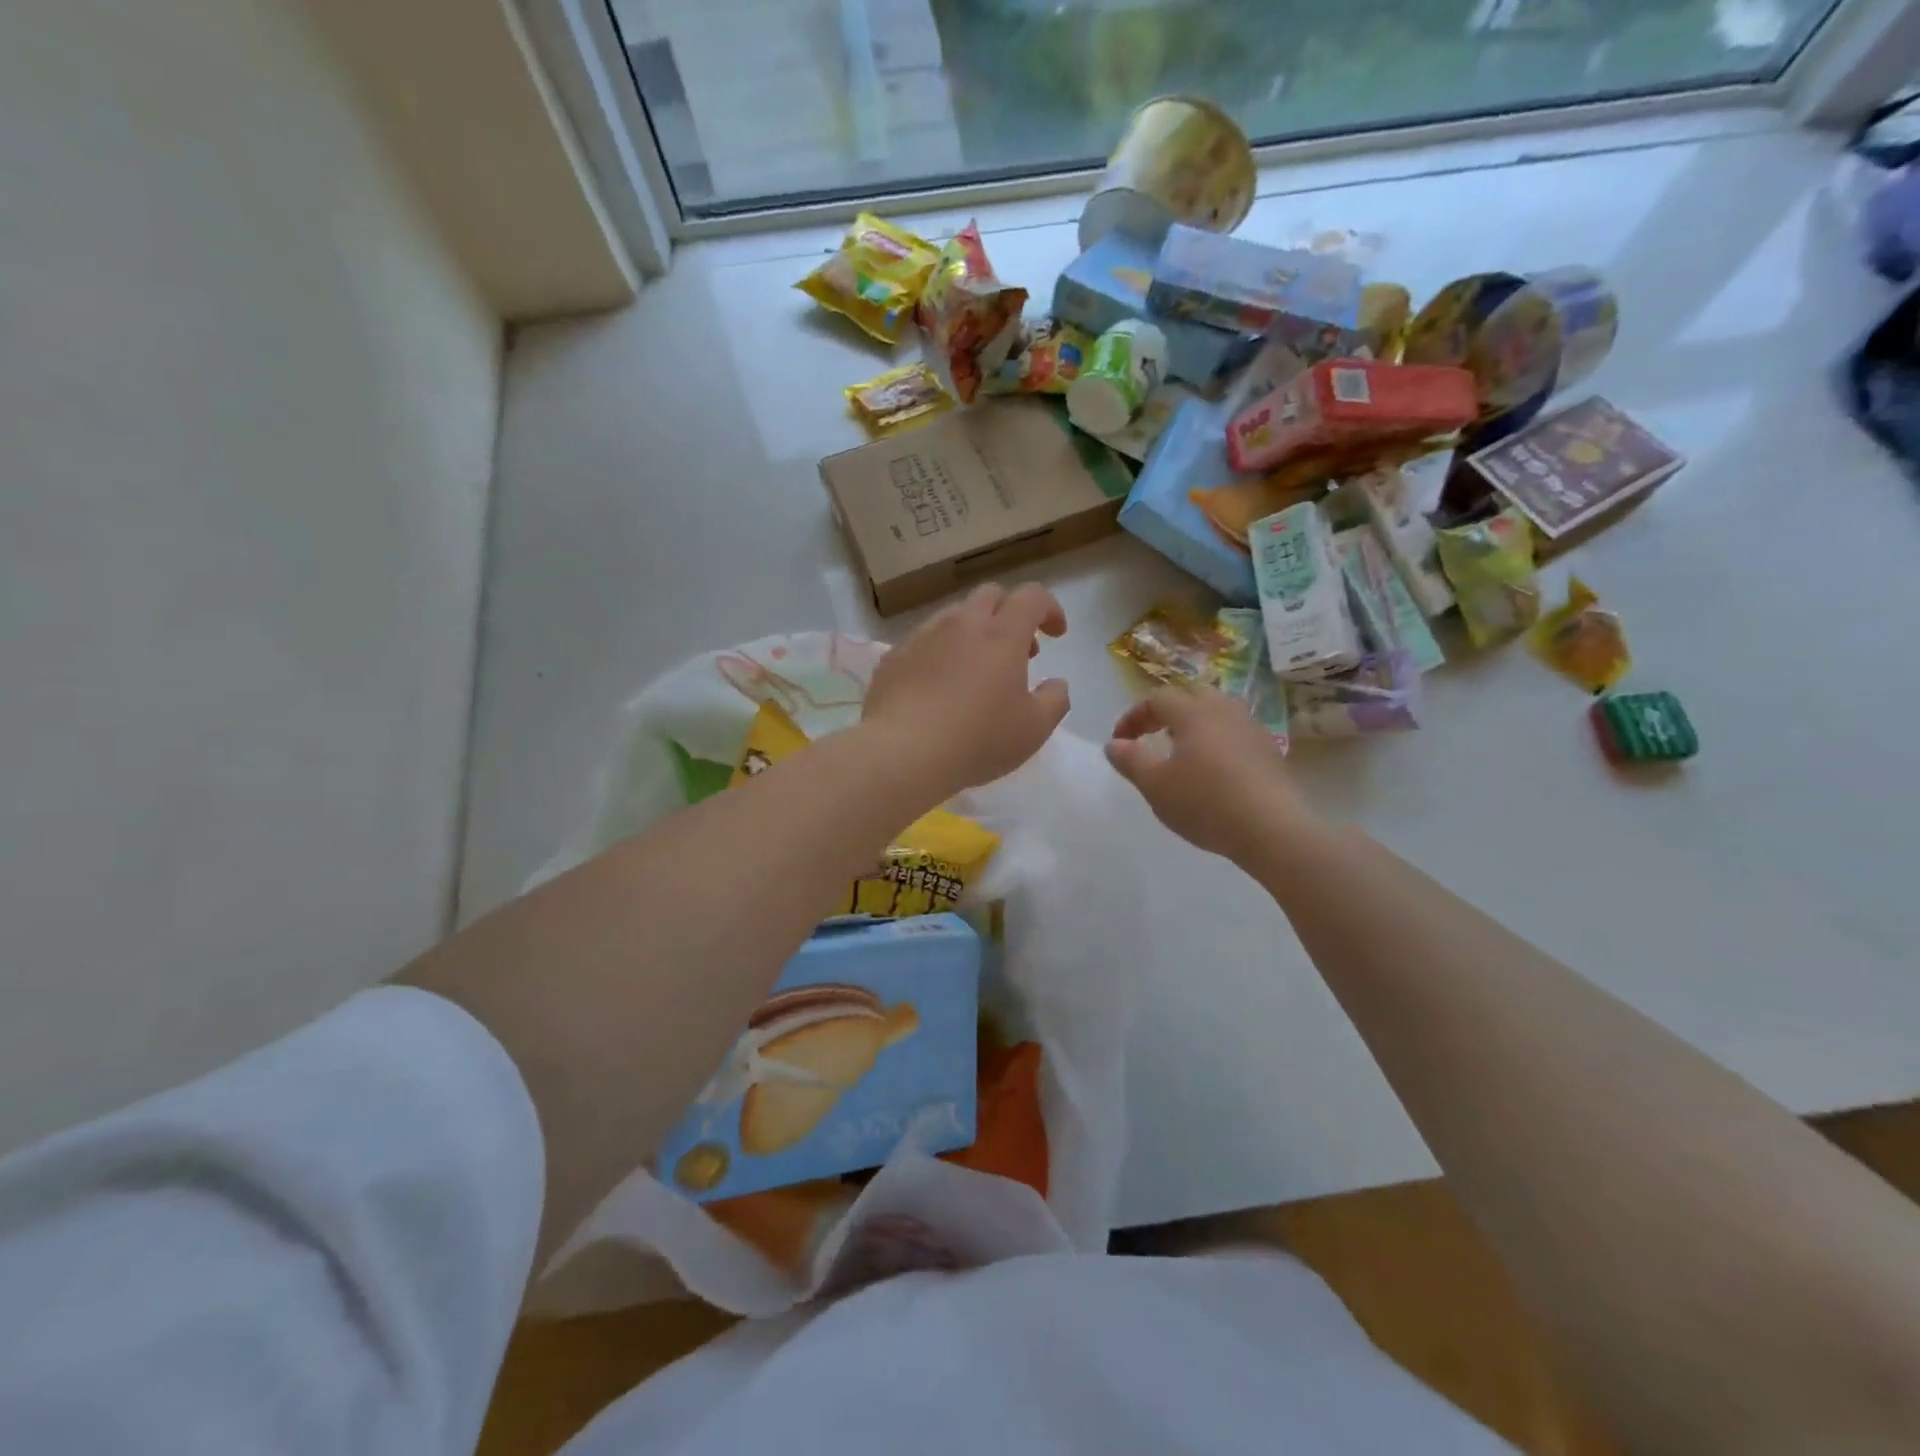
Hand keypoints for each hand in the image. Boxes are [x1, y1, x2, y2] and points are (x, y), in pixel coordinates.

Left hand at [863, 583, 1070, 798]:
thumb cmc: (978, 740)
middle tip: (1019, 651)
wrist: (902, 754)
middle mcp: (961, 624)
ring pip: (953, 616)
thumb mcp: (1034, 729)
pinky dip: (941, 654)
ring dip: (974, 631)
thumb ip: (1055, 700)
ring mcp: (922, 637)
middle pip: (990, 595)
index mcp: (1001, 634)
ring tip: (977, 670)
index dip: (1049, 609)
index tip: (1056, 634)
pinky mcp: (893, 657)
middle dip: (1011, 613)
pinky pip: (923, 642)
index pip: (1032, 596)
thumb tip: (1057, 683)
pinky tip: (938, 687)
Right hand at [1106, 685, 1313, 863]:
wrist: (1272, 829)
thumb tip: (1114, 744)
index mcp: (1193, 712)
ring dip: (1194, 723)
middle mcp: (1224, 710)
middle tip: (1151, 735)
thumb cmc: (1205, 803)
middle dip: (1166, 711)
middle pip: (1191, 695)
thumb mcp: (1155, 786)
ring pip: (1217, 711)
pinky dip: (1216, 739)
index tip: (1120, 742)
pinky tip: (1213, 769)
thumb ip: (1130, 760)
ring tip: (1181, 750)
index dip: (1133, 716)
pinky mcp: (1269, 750)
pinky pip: (1235, 732)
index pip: (1157, 698)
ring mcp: (1251, 728)